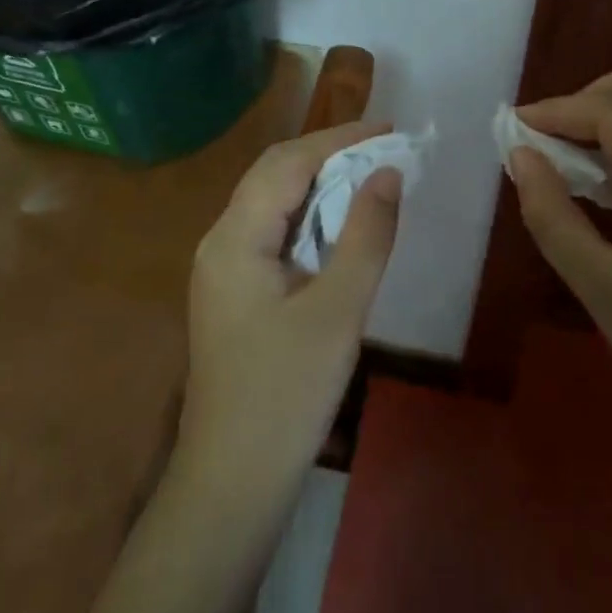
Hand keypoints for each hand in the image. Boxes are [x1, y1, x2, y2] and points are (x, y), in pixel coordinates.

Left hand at [176, 122, 402, 499]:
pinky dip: (310, 216)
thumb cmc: (286, 394)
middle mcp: (220, 240)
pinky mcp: (234, 291)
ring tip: (371, 177)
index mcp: (235, 237)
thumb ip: (366, 235)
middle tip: (386, 150)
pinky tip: (341, 226)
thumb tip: (389, 173)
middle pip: (275, 174)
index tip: (390, 129)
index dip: (340, 138)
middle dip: (330, 154)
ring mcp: (223, 268)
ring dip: (321, 184)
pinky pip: (274, 232)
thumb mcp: (338, 310)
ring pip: (274, 203)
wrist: (232, 483)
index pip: (289, 162)